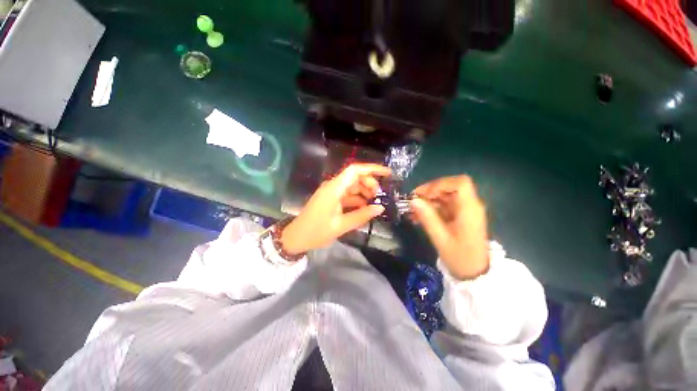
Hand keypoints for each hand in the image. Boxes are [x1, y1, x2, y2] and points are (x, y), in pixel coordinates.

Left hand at [281, 163, 391, 254]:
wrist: (296, 237)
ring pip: (352, 185)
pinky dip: (357, 199)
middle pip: (355, 177)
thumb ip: (362, 215)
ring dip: (364, 192)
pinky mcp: (331, 199)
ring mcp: (331, 192)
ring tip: (374, 203)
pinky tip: (364, 207)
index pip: (355, 170)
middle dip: (369, 183)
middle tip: (379, 196)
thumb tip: (380, 208)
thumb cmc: (316, 232)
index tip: (387, 173)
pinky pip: (347, 194)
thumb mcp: (341, 225)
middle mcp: (333, 186)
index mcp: (334, 188)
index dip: (372, 169)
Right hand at [410, 176, 488, 279]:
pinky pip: (444, 206)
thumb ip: (427, 217)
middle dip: (430, 191)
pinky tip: (419, 216)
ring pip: (445, 196)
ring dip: (428, 200)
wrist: (474, 273)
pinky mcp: (460, 216)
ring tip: (413, 210)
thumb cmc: (459, 257)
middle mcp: (470, 206)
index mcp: (470, 209)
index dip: (440, 184)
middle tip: (413, 200)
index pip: (460, 183)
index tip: (424, 194)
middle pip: (450, 187)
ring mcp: (465, 211)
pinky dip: (431, 208)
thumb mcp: (440, 238)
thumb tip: (413, 200)